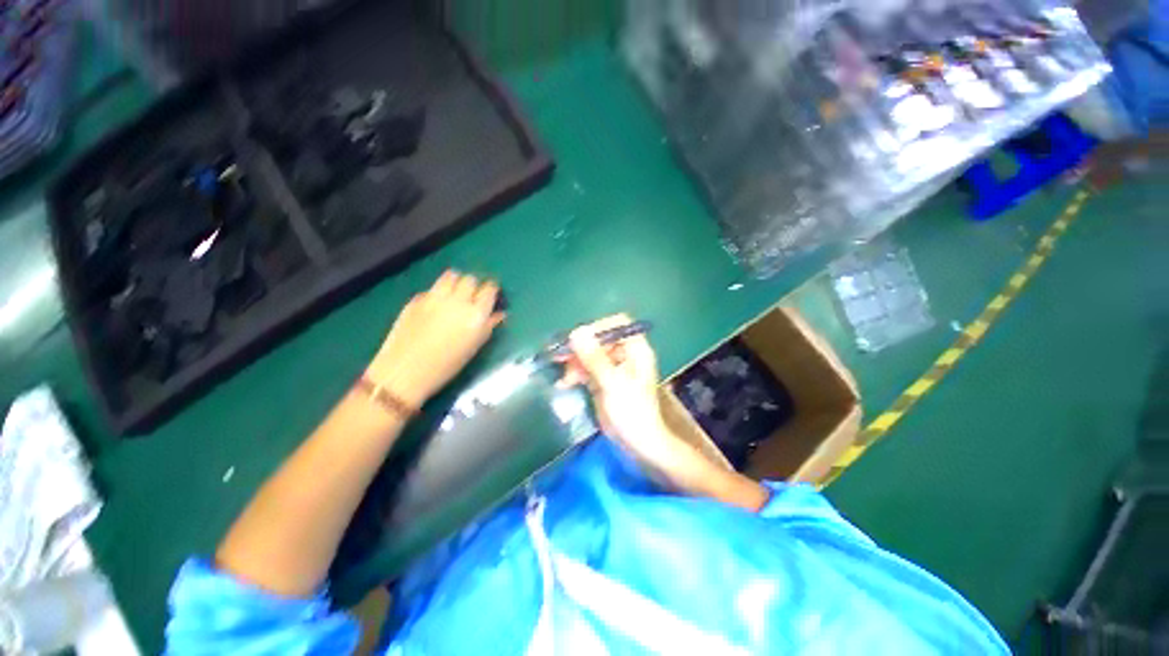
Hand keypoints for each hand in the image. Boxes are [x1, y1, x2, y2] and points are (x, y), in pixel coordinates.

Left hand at [365, 270, 504, 409]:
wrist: (404, 372)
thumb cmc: (446, 366)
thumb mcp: (474, 347)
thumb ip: (488, 326)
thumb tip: (499, 314)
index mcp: (476, 314)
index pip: (489, 289)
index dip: (491, 290)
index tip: (490, 295)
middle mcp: (457, 301)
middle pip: (470, 279)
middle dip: (474, 286)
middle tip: (472, 296)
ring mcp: (435, 297)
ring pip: (451, 276)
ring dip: (456, 282)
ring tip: (454, 293)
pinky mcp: (416, 299)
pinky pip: (433, 288)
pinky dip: (438, 293)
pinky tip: (435, 306)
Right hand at [558, 314, 679, 465]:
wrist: (639, 444)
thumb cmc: (632, 411)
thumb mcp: (612, 383)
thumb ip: (595, 358)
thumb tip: (577, 332)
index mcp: (635, 350)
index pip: (618, 325)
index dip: (599, 327)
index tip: (579, 338)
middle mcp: (625, 355)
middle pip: (600, 339)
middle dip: (581, 347)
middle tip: (561, 355)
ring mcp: (613, 368)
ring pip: (590, 354)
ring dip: (575, 362)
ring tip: (564, 376)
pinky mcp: (603, 381)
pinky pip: (587, 369)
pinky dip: (575, 374)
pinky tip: (565, 383)